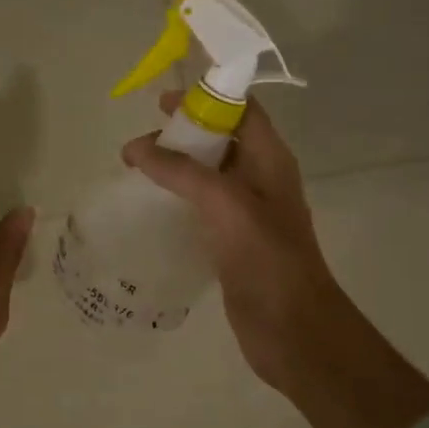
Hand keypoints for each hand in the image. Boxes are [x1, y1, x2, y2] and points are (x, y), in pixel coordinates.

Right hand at [122, 92, 428, 427]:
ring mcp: (246, 212)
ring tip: (135, 171)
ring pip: (207, 174)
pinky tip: (148, 207)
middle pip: (220, 139)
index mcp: (270, 160)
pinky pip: (200, 206)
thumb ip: (181, 172)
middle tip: (139, 144)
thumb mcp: (226, 204)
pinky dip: (175, 198)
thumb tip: (137, 148)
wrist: (293, 330)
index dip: (207, 97)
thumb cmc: (267, 259)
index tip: (162, 101)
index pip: (242, 111)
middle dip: (181, 133)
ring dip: (174, 167)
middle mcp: (260, 179)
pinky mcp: (231, 240)